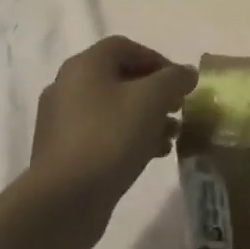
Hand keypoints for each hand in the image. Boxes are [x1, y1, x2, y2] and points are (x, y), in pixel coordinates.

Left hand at [30, 37, 197, 237]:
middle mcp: (68, 86)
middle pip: (120, 78)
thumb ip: (174, 79)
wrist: (64, 200)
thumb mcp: (152, 99)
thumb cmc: (110, 137)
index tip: (180, 83)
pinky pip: (102, 134)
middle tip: (178, 109)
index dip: (158, 60)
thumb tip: (187, 73)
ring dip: (146, 117)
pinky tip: (152, 155)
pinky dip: (128, 137)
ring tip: (171, 136)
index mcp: (84, 65)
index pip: (126, 47)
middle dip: (155, 92)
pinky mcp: (63, 152)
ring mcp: (62, 121)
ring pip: (113, 109)